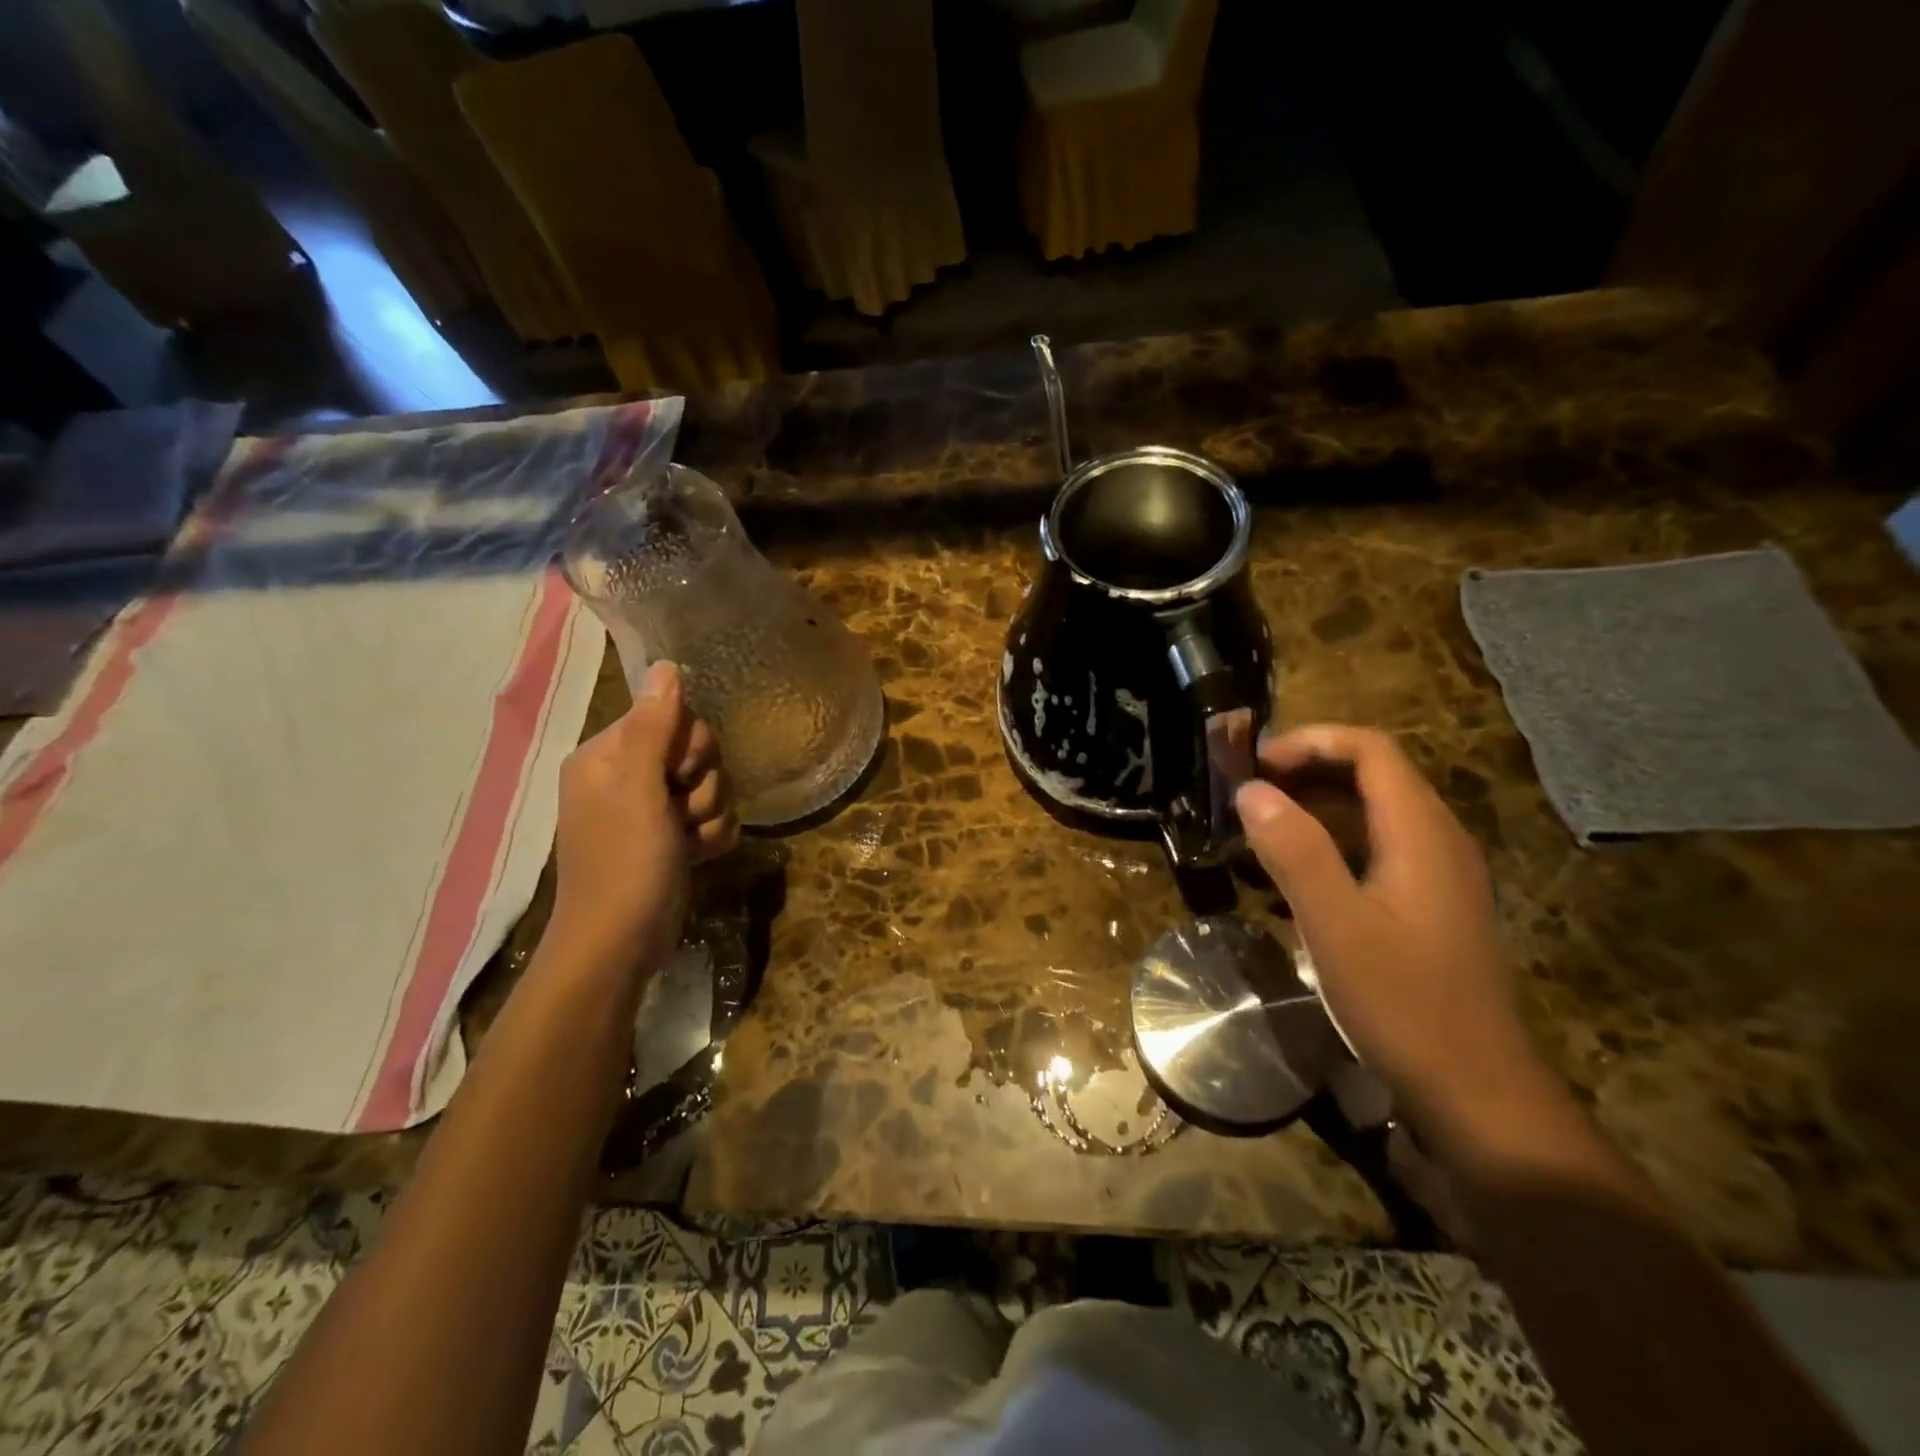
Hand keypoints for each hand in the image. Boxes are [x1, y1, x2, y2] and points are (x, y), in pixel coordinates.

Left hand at [551, 661, 736, 971]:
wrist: (620, 944)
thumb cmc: (624, 862)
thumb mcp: (639, 789)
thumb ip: (655, 727)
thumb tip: (666, 666)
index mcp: (608, 755)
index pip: (670, 716)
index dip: (688, 745)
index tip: (679, 776)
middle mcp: (628, 776)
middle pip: (695, 750)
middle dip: (703, 783)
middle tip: (682, 811)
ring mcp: (652, 810)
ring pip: (709, 785)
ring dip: (710, 813)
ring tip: (688, 842)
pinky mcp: (672, 838)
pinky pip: (711, 817)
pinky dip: (712, 835)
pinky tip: (699, 855)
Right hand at [1235, 725, 1542, 1129]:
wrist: (1476, 1091)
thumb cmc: (1404, 1004)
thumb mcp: (1336, 926)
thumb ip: (1294, 851)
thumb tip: (1250, 791)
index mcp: (1421, 833)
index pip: (1370, 750)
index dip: (1309, 742)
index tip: (1254, 764)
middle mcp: (1439, 840)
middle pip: (1373, 774)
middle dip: (1306, 770)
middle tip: (1247, 792)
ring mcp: (1439, 875)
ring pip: (1374, 812)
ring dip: (1315, 805)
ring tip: (1260, 827)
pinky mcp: (1431, 905)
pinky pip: (1377, 847)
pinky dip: (1332, 841)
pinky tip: (1296, 876)